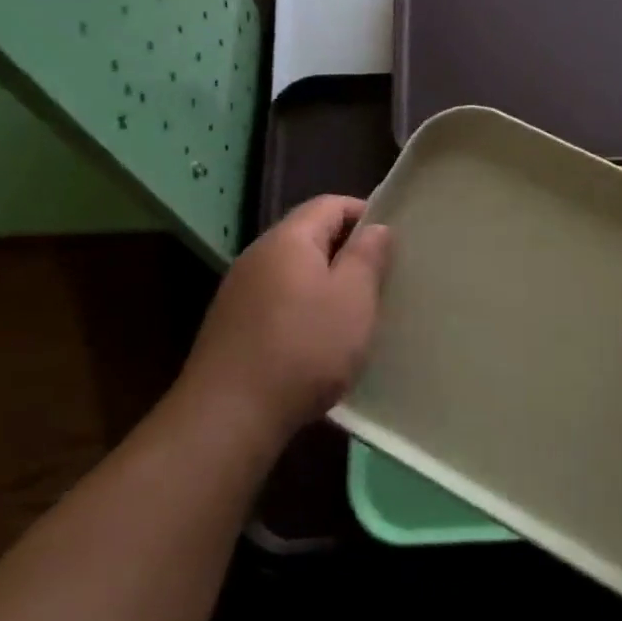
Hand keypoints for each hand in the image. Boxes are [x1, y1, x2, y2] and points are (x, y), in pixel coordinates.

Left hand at [171, 196, 390, 444]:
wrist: (228, 416)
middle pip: (308, 235)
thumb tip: (376, 226)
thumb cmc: (304, 349)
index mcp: (288, 240)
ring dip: (325, 281)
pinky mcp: (231, 324)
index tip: (393, 239)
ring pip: (292, 270)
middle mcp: (257, 255)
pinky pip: (277, 299)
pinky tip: (318, 338)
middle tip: (380, 276)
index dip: (365, 213)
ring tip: (354, 309)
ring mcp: (239, 291)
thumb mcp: (353, 299)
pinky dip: (303, 306)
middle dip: (346, 249)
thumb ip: (367, 256)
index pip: (330, 204)